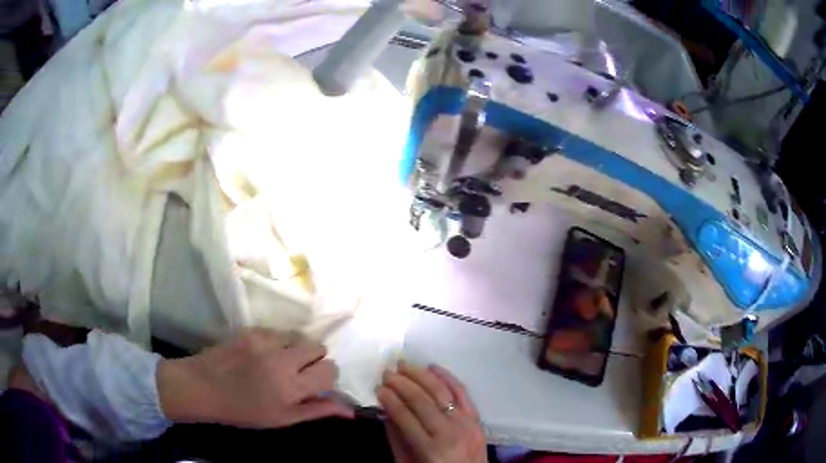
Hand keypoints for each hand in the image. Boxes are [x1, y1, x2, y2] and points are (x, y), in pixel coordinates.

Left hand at [157, 328, 351, 427]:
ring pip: (300, 336)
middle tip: (298, 372)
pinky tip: (262, 354)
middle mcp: (282, 361)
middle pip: (319, 347)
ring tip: (280, 362)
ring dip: (297, 349)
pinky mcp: (252, 329)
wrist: (203, 387)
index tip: (313, 384)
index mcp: (291, 388)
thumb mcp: (283, 419)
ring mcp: (265, 341)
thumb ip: (317, 411)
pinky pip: (279, 331)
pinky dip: (278, 342)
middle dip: (315, 360)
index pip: (329, 370)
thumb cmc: (244, 411)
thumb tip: (350, 410)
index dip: (326, 377)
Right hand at [377, 362, 486, 462]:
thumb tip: (385, 411)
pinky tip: (432, 367)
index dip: (389, 399)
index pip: (405, 416)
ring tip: (404, 365)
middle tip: (387, 373)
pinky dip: (447, 377)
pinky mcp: (477, 418)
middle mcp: (449, 433)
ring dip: (420, 375)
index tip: (378, 388)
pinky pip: (462, 392)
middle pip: (421, 401)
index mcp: (430, 449)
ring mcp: (466, 423)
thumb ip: (396, 440)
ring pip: (441, 391)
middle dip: (401, 384)